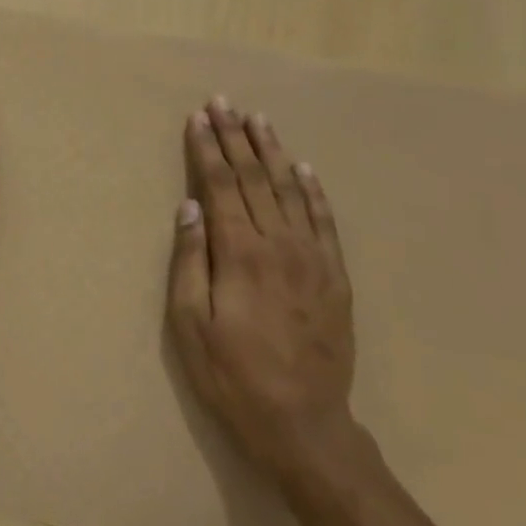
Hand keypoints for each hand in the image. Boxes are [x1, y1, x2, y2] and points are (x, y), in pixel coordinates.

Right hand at [166, 98, 357, 485]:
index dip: (207, 149)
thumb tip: (190, 207)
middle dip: (235, 138)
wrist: (303, 423)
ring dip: (272, 152)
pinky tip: (303, 168)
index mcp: (240, 253)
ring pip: (289, 191)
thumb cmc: (232, 375)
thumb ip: (189, 260)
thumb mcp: (190, 324)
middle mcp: (279, 244)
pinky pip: (325, 221)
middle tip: (224, 102)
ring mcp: (313, 258)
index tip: (199, 117)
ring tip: (259, 120)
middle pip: (253, 179)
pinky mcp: (335, 276)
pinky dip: (313, 190)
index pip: (219, 186)